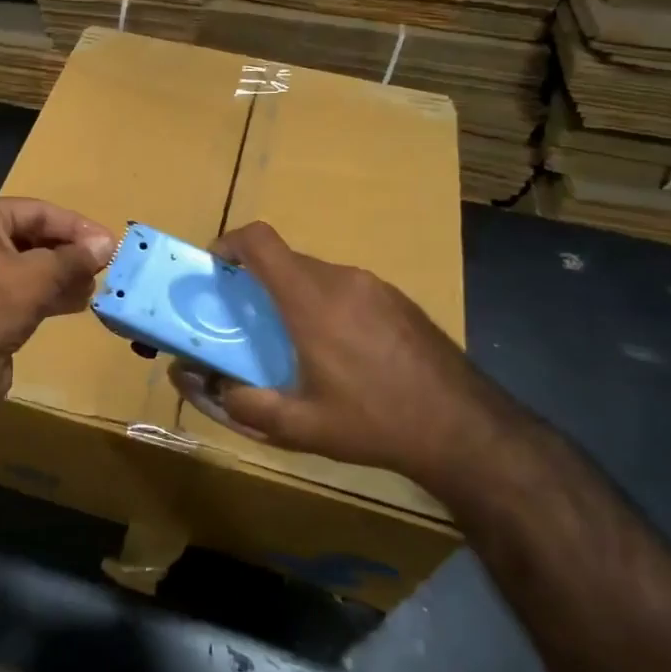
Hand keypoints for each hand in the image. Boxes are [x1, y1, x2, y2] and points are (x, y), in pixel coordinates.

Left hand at [0, 197, 115, 395]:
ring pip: (27, 268)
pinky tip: (77, 303)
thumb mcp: (41, 274)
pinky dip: (47, 295)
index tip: (109, 242)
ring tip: (95, 285)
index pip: (36, 211)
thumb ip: (75, 258)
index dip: (75, 225)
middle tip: (104, 265)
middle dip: (69, 252)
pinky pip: (20, 292)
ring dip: (62, 275)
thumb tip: (108, 245)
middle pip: (31, 237)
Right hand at [170, 222, 523, 493]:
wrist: (464, 429)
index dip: (229, 244)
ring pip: (316, 274)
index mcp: (311, 300)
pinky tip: (340, 352)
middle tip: (247, 322)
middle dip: (257, 281)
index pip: (260, 241)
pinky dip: (326, 304)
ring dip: (293, 295)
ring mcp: (375, 286)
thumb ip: (243, 404)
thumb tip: (206, 386)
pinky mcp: (398, 299)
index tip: (214, 269)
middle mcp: (342, 279)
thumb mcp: (299, 427)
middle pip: (285, 259)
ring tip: (293, 342)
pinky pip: (346, 287)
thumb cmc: (374, 423)